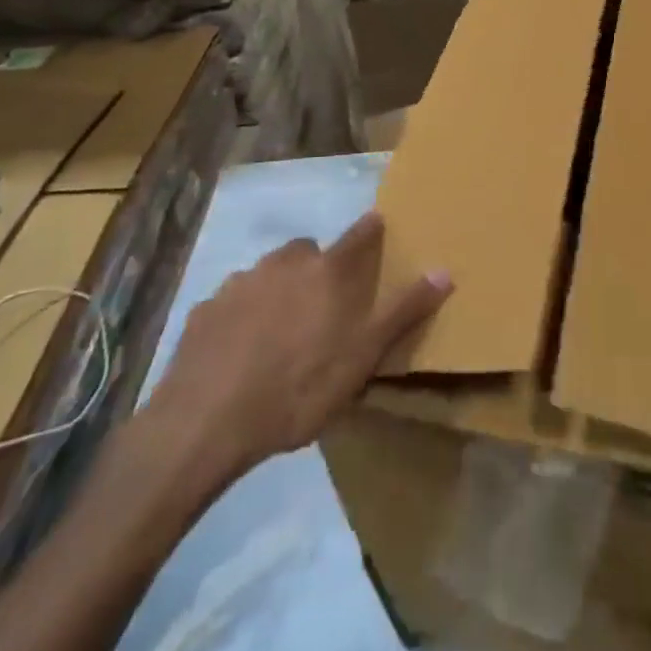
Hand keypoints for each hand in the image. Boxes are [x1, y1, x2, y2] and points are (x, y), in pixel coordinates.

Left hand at [133, 212, 450, 510]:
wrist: (205, 422)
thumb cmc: (297, 389)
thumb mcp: (362, 358)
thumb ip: (402, 312)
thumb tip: (445, 270)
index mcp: (327, 271)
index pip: (360, 234)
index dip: (371, 230)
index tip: (378, 228)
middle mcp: (285, 263)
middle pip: (309, 251)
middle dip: (319, 267)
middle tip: (323, 307)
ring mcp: (241, 282)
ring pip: (269, 273)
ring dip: (279, 289)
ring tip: (280, 333)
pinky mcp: (206, 308)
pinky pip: (233, 301)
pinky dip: (242, 315)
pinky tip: (240, 352)